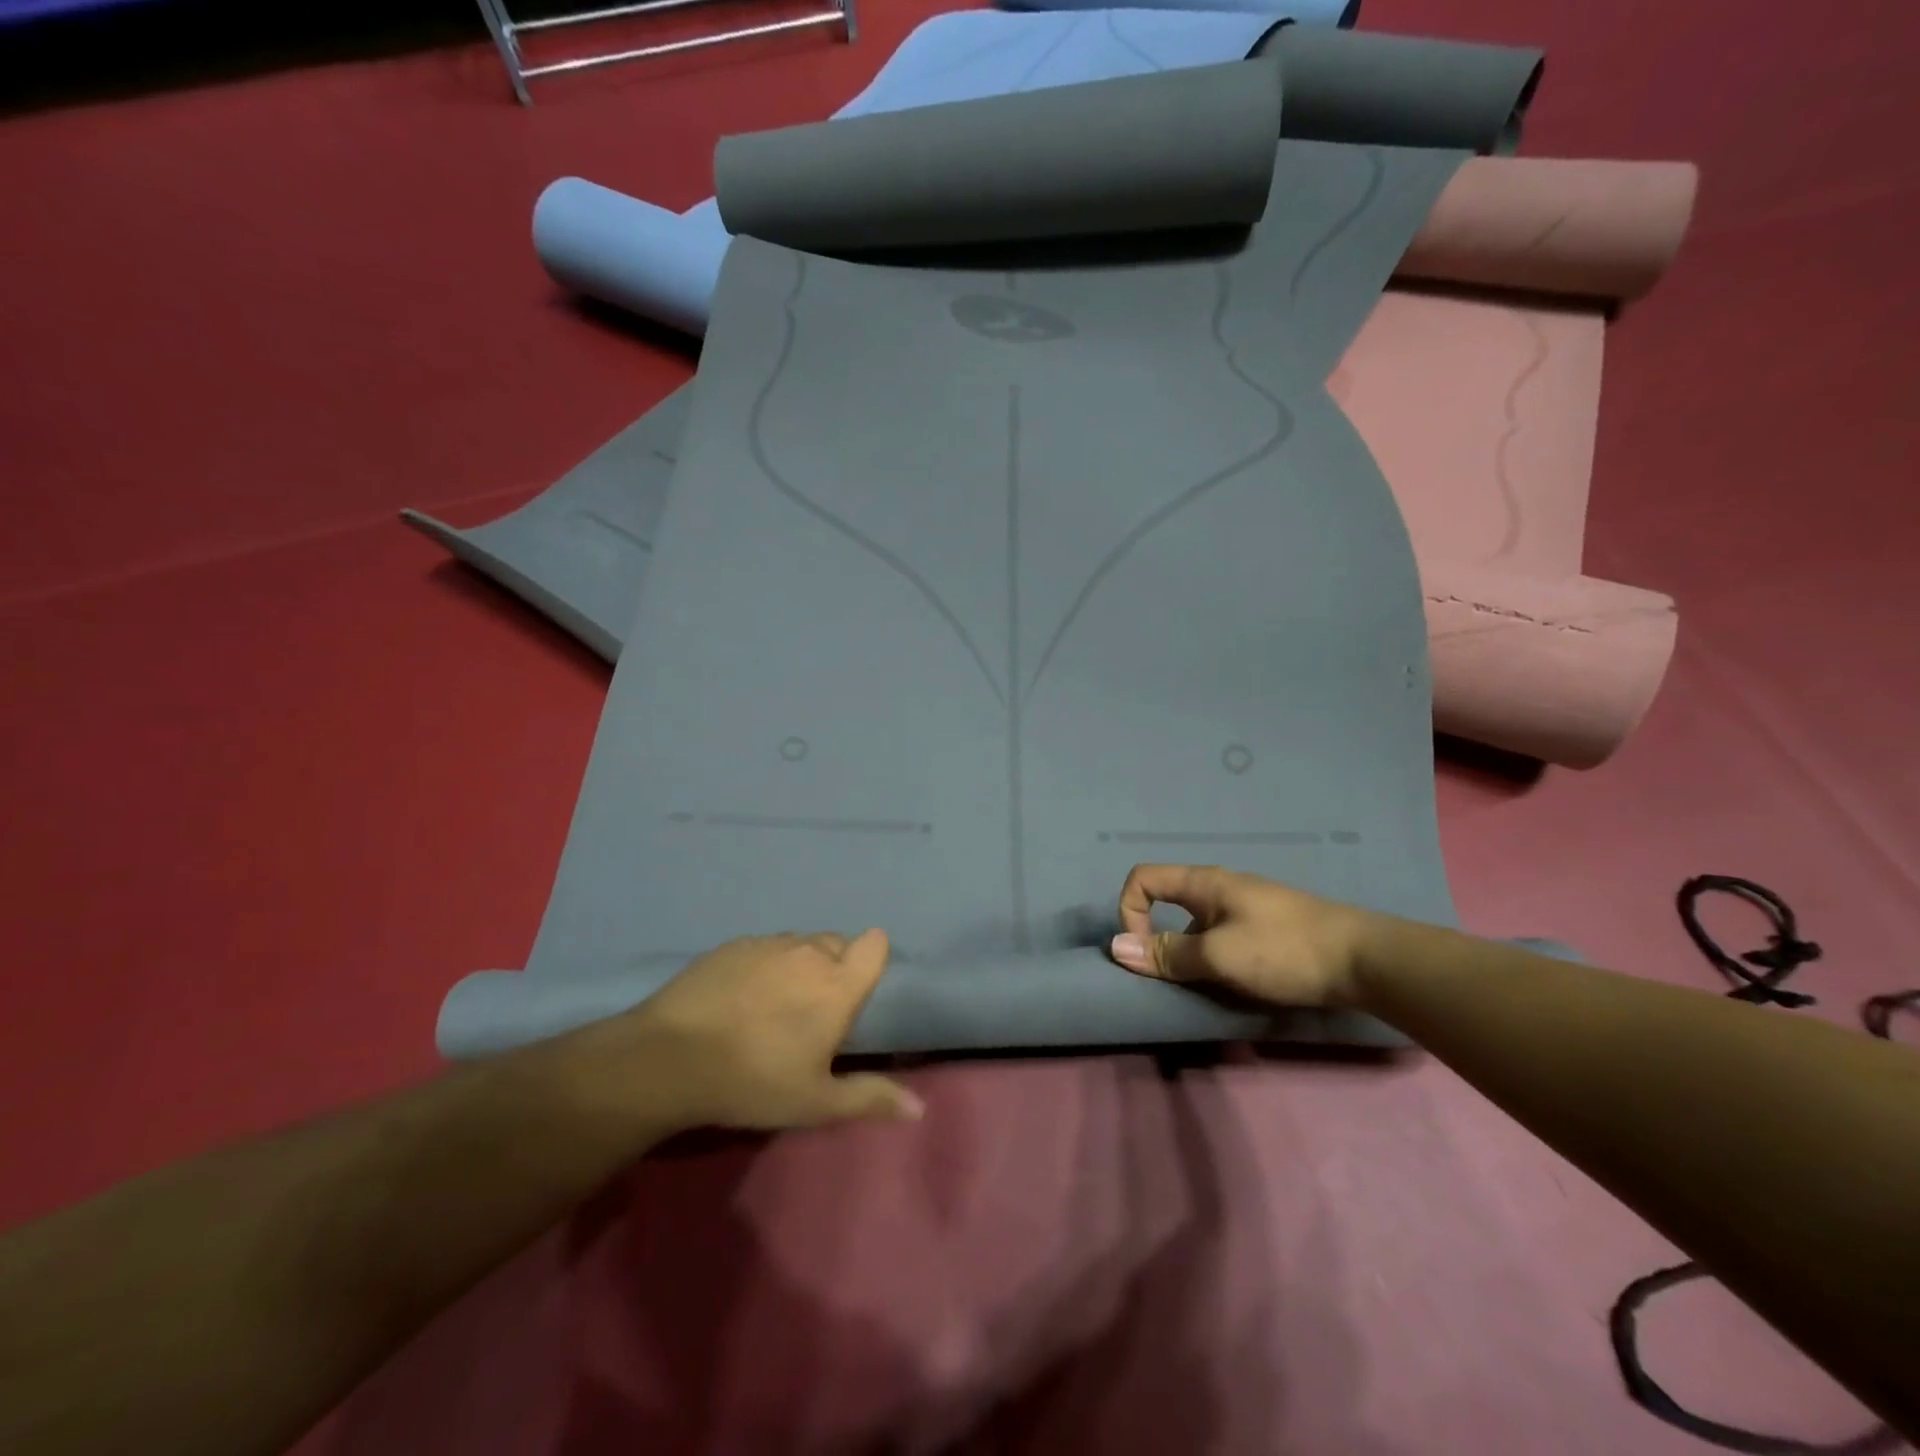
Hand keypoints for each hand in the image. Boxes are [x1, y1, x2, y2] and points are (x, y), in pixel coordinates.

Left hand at [565, 931, 922, 1134]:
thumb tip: (919, 1108)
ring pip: (799, 943)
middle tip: (813, 1011)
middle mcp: (809, 952)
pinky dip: (764, 966)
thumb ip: (870, 1098)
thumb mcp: (816, 1102)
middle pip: (837, 943)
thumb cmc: (754, 1080)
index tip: (856, 990)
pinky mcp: (732, 945)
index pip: (874, 945)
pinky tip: (740, 999)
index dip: (871, 960)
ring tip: (775, 1006)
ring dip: (799, 965)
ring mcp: (768, 944)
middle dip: (835, 967)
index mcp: (837, 984)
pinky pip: (764, 947)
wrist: (670, 1058)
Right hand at [1109, 864, 1372, 1008]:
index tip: (1144, 953)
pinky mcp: (1265, 929)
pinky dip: (1215, 960)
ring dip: (1189, 956)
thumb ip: (1168, 954)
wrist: (1364, 961)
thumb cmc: (1284, 950)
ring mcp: (1245, 908)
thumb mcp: (1219, 956)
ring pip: (1195, 927)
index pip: (1143, 878)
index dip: (1129, 911)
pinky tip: (1237, 986)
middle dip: (1159, 941)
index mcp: (1203, 883)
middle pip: (1167, 904)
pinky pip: (1221, 939)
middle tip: (1172, 980)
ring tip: (1210, 989)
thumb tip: (1116, 948)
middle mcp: (1219, 888)